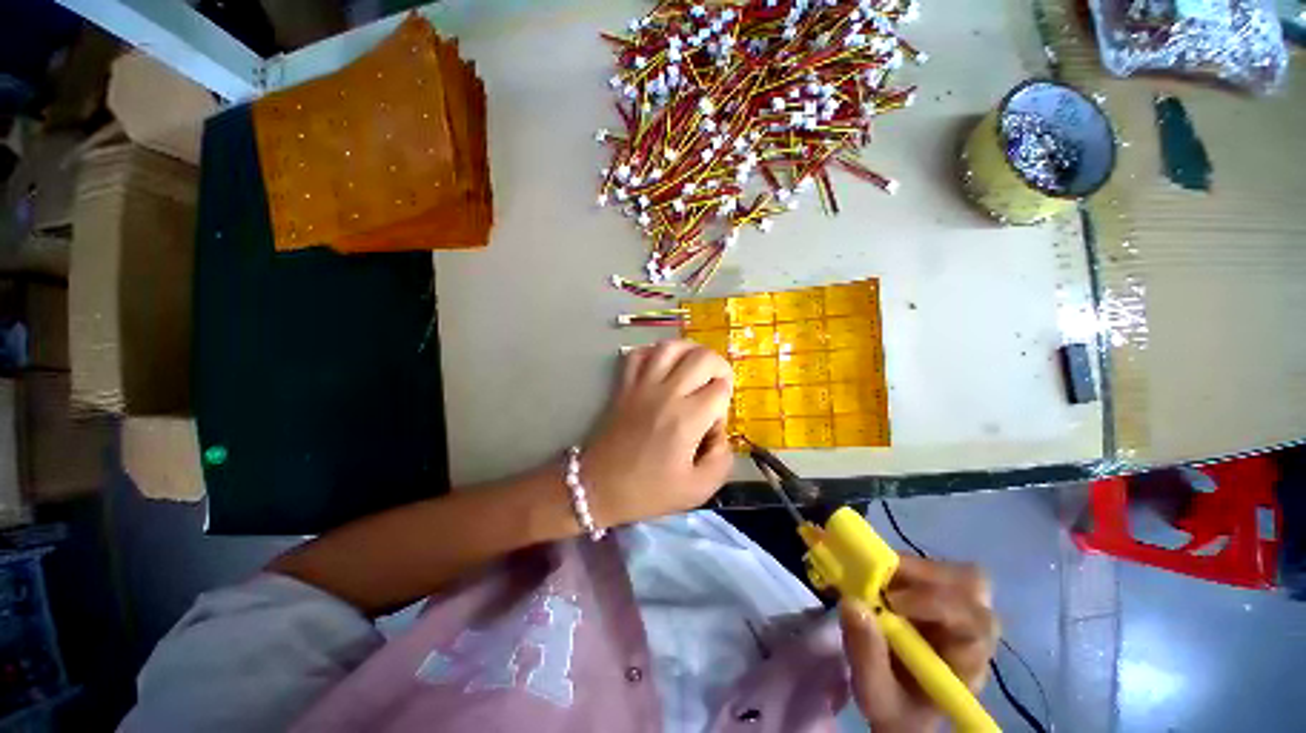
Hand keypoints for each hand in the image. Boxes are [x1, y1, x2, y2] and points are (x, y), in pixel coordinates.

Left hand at [581, 339, 733, 526]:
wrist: (598, 487)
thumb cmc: (647, 491)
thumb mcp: (697, 490)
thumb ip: (722, 459)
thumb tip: (720, 431)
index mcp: (686, 419)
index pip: (720, 389)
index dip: (726, 401)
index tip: (715, 421)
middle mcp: (666, 394)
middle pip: (702, 357)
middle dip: (719, 367)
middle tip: (717, 386)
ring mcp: (641, 385)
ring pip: (670, 347)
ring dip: (690, 351)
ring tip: (696, 368)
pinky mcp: (624, 385)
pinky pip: (638, 354)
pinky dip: (654, 352)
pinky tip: (663, 366)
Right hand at [840, 557, 998, 732]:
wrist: (902, 708)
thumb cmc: (895, 705)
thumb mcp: (876, 694)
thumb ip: (866, 655)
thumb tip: (851, 602)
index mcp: (968, 663)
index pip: (972, 622)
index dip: (935, 602)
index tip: (891, 601)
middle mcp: (974, 632)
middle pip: (972, 587)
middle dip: (926, 575)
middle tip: (883, 576)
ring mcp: (961, 610)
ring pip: (956, 573)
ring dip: (915, 568)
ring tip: (879, 575)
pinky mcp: (942, 596)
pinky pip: (935, 570)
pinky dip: (906, 566)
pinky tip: (882, 578)